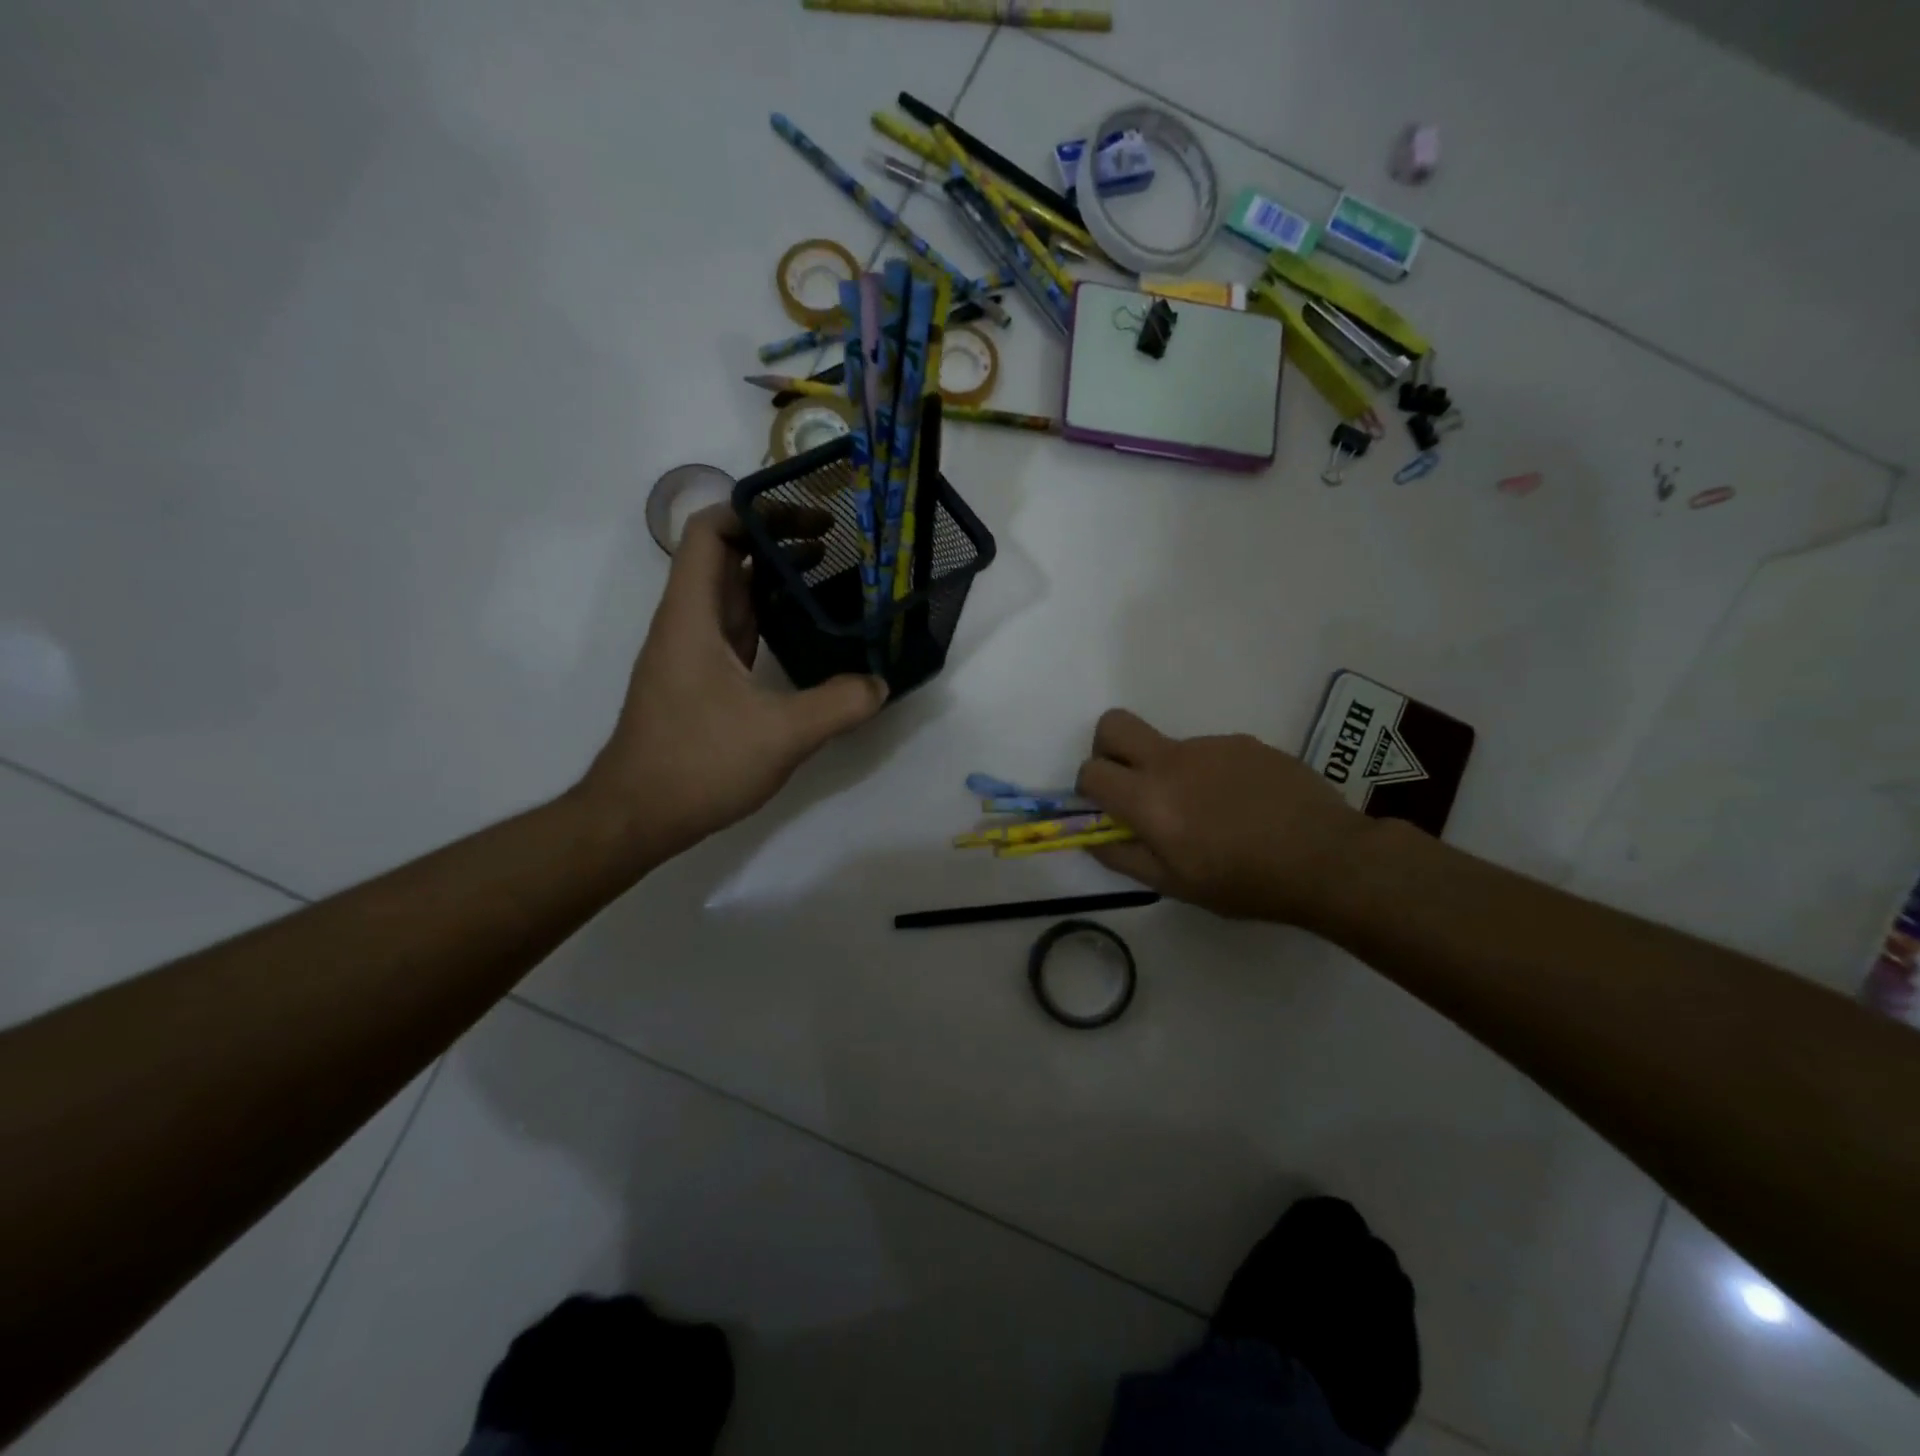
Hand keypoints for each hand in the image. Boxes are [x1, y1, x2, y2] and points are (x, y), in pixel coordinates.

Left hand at [579, 504, 887, 861]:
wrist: (638, 815)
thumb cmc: (698, 763)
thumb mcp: (781, 734)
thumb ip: (838, 704)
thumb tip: (881, 684)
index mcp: (693, 616)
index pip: (710, 533)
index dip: (754, 512)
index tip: (807, 518)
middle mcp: (688, 624)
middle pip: (724, 557)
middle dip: (776, 539)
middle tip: (834, 540)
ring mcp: (693, 653)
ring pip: (732, 594)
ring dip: (774, 577)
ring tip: (829, 572)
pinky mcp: (702, 681)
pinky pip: (738, 629)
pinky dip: (770, 615)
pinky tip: (805, 628)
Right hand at [1075, 709, 1373, 924]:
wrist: (1327, 858)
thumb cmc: (1244, 882)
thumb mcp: (1175, 885)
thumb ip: (1123, 857)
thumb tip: (1091, 838)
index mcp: (1149, 798)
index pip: (1091, 771)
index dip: (1089, 789)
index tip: (1108, 809)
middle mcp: (1172, 759)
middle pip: (1114, 725)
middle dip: (1108, 749)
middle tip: (1133, 785)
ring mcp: (1211, 745)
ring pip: (1167, 746)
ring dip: (1170, 772)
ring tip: (1211, 814)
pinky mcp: (1244, 742)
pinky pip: (1209, 752)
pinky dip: (1210, 773)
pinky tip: (1242, 805)